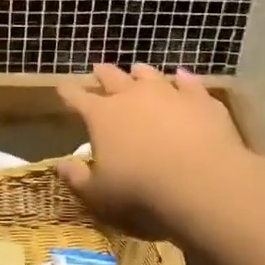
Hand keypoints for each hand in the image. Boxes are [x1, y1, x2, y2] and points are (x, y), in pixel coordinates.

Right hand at [56, 64, 248, 237]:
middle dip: (103, 74)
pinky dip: (184, 80)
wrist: (203, 183)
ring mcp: (169, 94)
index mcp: (102, 116)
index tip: (63, 88)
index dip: (69, 93)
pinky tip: (183, 76)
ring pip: (150, 75)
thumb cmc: (141, 192)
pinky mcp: (201, 101)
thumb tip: (61, 165)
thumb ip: (78, 179)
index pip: (78, 99)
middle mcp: (132, 96)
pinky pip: (189, 84)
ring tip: (137, 70)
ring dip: (141, 73)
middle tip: (98, 69)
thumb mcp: (99, 196)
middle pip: (113, 78)